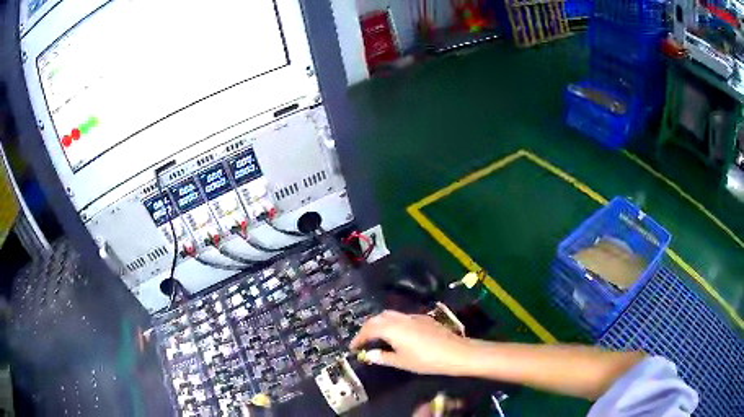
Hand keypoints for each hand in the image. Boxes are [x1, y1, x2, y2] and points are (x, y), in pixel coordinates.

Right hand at [350, 310, 473, 375]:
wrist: (455, 352)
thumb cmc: (425, 360)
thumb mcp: (401, 362)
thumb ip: (383, 357)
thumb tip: (368, 354)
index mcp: (391, 328)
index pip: (369, 329)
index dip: (359, 338)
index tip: (353, 347)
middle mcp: (400, 318)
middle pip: (378, 318)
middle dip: (367, 327)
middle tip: (362, 340)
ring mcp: (413, 316)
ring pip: (390, 315)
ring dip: (379, 323)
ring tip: (376, 336)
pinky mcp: (423, 318)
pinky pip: (401, 317)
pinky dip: (392, 323)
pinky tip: (396, 334)